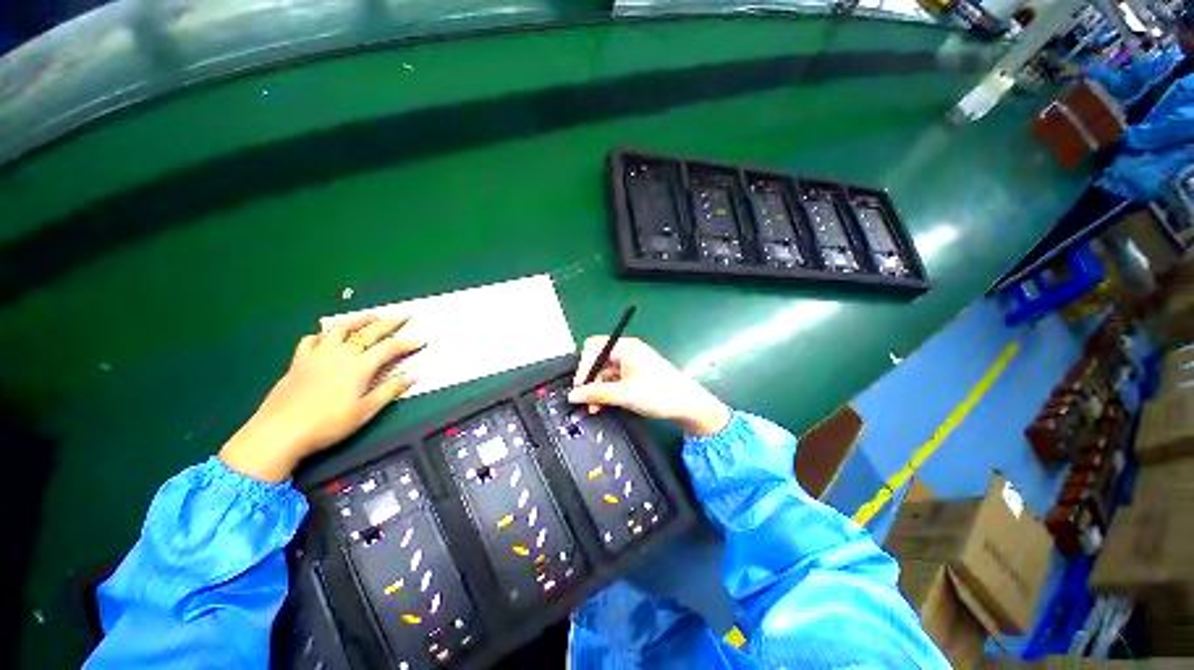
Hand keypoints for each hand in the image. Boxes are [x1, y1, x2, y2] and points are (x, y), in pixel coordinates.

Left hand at [219, 315, 424, 481]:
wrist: (279, 432)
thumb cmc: (328, 424)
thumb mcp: (365, 411)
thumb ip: (390, 390)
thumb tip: (413, 375)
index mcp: (359, 366)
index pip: (389, 348)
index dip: (407, 343)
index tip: (422, 340)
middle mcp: (340, 354)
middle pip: (368, 332)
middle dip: (389, 322)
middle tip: (403, 315)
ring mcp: (317, 355)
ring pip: (339, 329)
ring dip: (357, 320)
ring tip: (370, 316)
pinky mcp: (298, 361)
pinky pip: (312, 340)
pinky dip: (323, 334)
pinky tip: (327, 336)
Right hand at [567, 337, 729, 435]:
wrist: (689, 406)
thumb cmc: (659, 393)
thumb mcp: (624, 394)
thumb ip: (596, 393)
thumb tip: (573, 395)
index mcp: (626, 347)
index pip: (594, 347)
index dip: (584, 365)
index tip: (579, 386)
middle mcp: (627, 352)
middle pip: (598, 360)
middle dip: (590, 379)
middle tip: (585, 399)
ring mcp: (632, 364)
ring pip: (605, 373)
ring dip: (597, 389)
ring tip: (595, 407)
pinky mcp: (635, 376)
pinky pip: (614, 380)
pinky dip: (607, 391)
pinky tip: (603, 405)